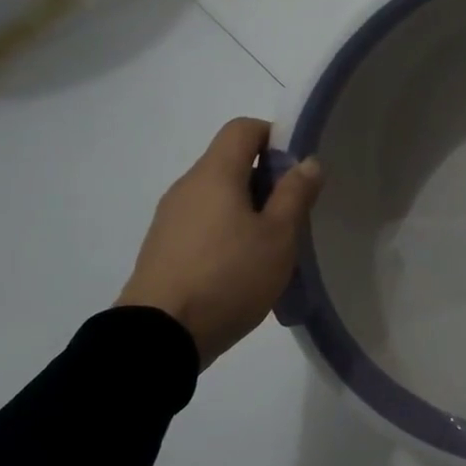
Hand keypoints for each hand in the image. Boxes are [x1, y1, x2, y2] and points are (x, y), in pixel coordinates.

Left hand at [116, 117, 322, 368]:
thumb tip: (308, 161)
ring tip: (270, 247)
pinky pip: (202, 223)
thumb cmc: (228, 276)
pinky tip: (240, 268)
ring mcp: (169, 219)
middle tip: (292, 214)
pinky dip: (225, 231)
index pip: (243, 128)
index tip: (297, 169)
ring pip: (217, 195)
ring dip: (247, 209)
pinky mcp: (162, 249)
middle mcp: (187, 186)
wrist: (158, 337)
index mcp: (215, 174)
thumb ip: (295, 194)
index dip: (274, 137)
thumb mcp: (278, 236)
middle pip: (230, 162)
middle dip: (266, 179)